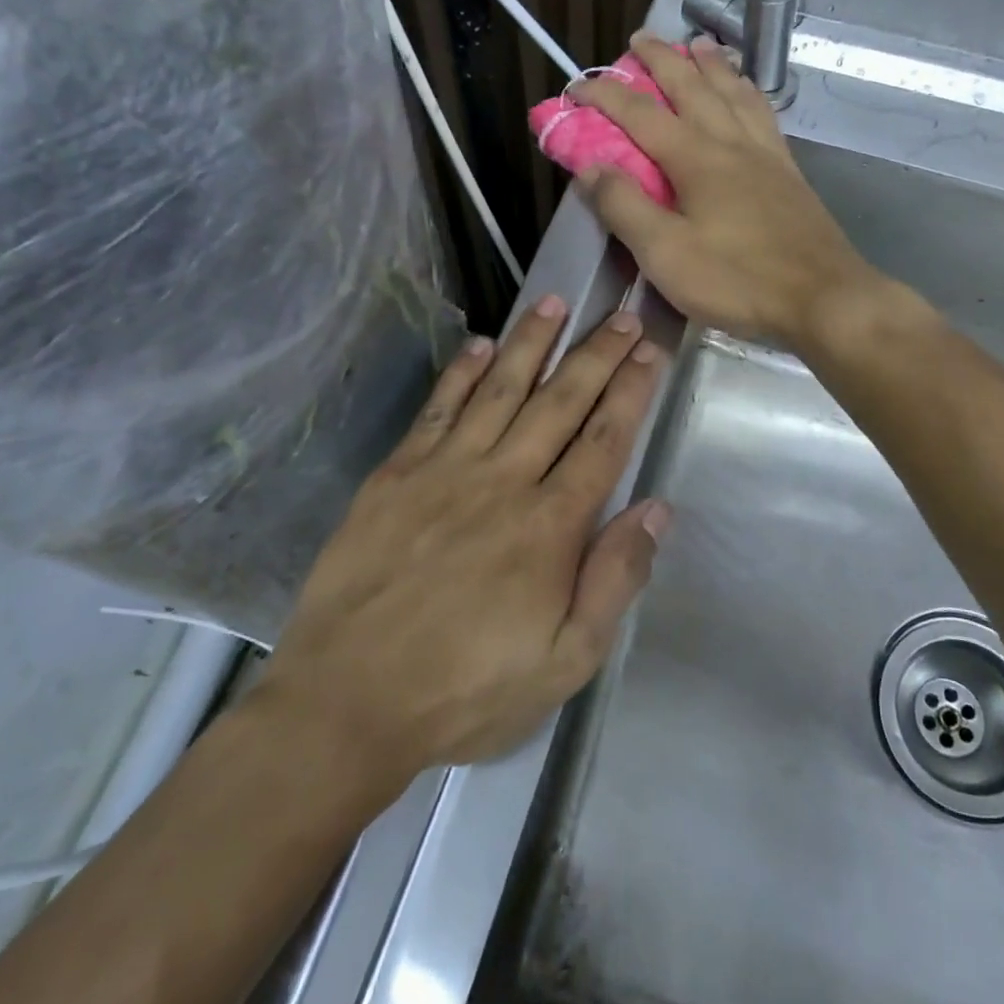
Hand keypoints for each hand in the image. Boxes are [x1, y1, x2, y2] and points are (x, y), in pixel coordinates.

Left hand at [260, 297, 666, 791]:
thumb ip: (615, 580)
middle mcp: (503, 481)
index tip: (649, 352)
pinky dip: (461, 372)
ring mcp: (445, 471)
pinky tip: (481, 344)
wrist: (348, 702)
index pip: (603, 441)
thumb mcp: (566, 662)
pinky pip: (437, 409)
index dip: (630, 393)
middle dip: (595, 355)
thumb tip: (655, 509)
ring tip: (555, 301)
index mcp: (550, 526)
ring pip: (500, 390)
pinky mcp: (396, 474)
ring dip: (532, 343)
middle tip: (620, 315)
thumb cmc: (466, 690)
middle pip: (560, 403)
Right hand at [570, 33, 878, 349]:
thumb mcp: (666, 254)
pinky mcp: (789, 174)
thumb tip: (590, 167)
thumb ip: (625, 208)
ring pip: (734, 92)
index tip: (577, 84)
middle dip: (661, 59)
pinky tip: (748, 94)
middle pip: (692, 87)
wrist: (824, 299)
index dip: (606, 95)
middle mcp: (731, 143)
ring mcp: (766, 155)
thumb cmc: (738, 280)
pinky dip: (748, 92)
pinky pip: (764, 115)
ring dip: (711, 64)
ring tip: (698, 44)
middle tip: (640, 39)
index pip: (641, 114)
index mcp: (696, 159)